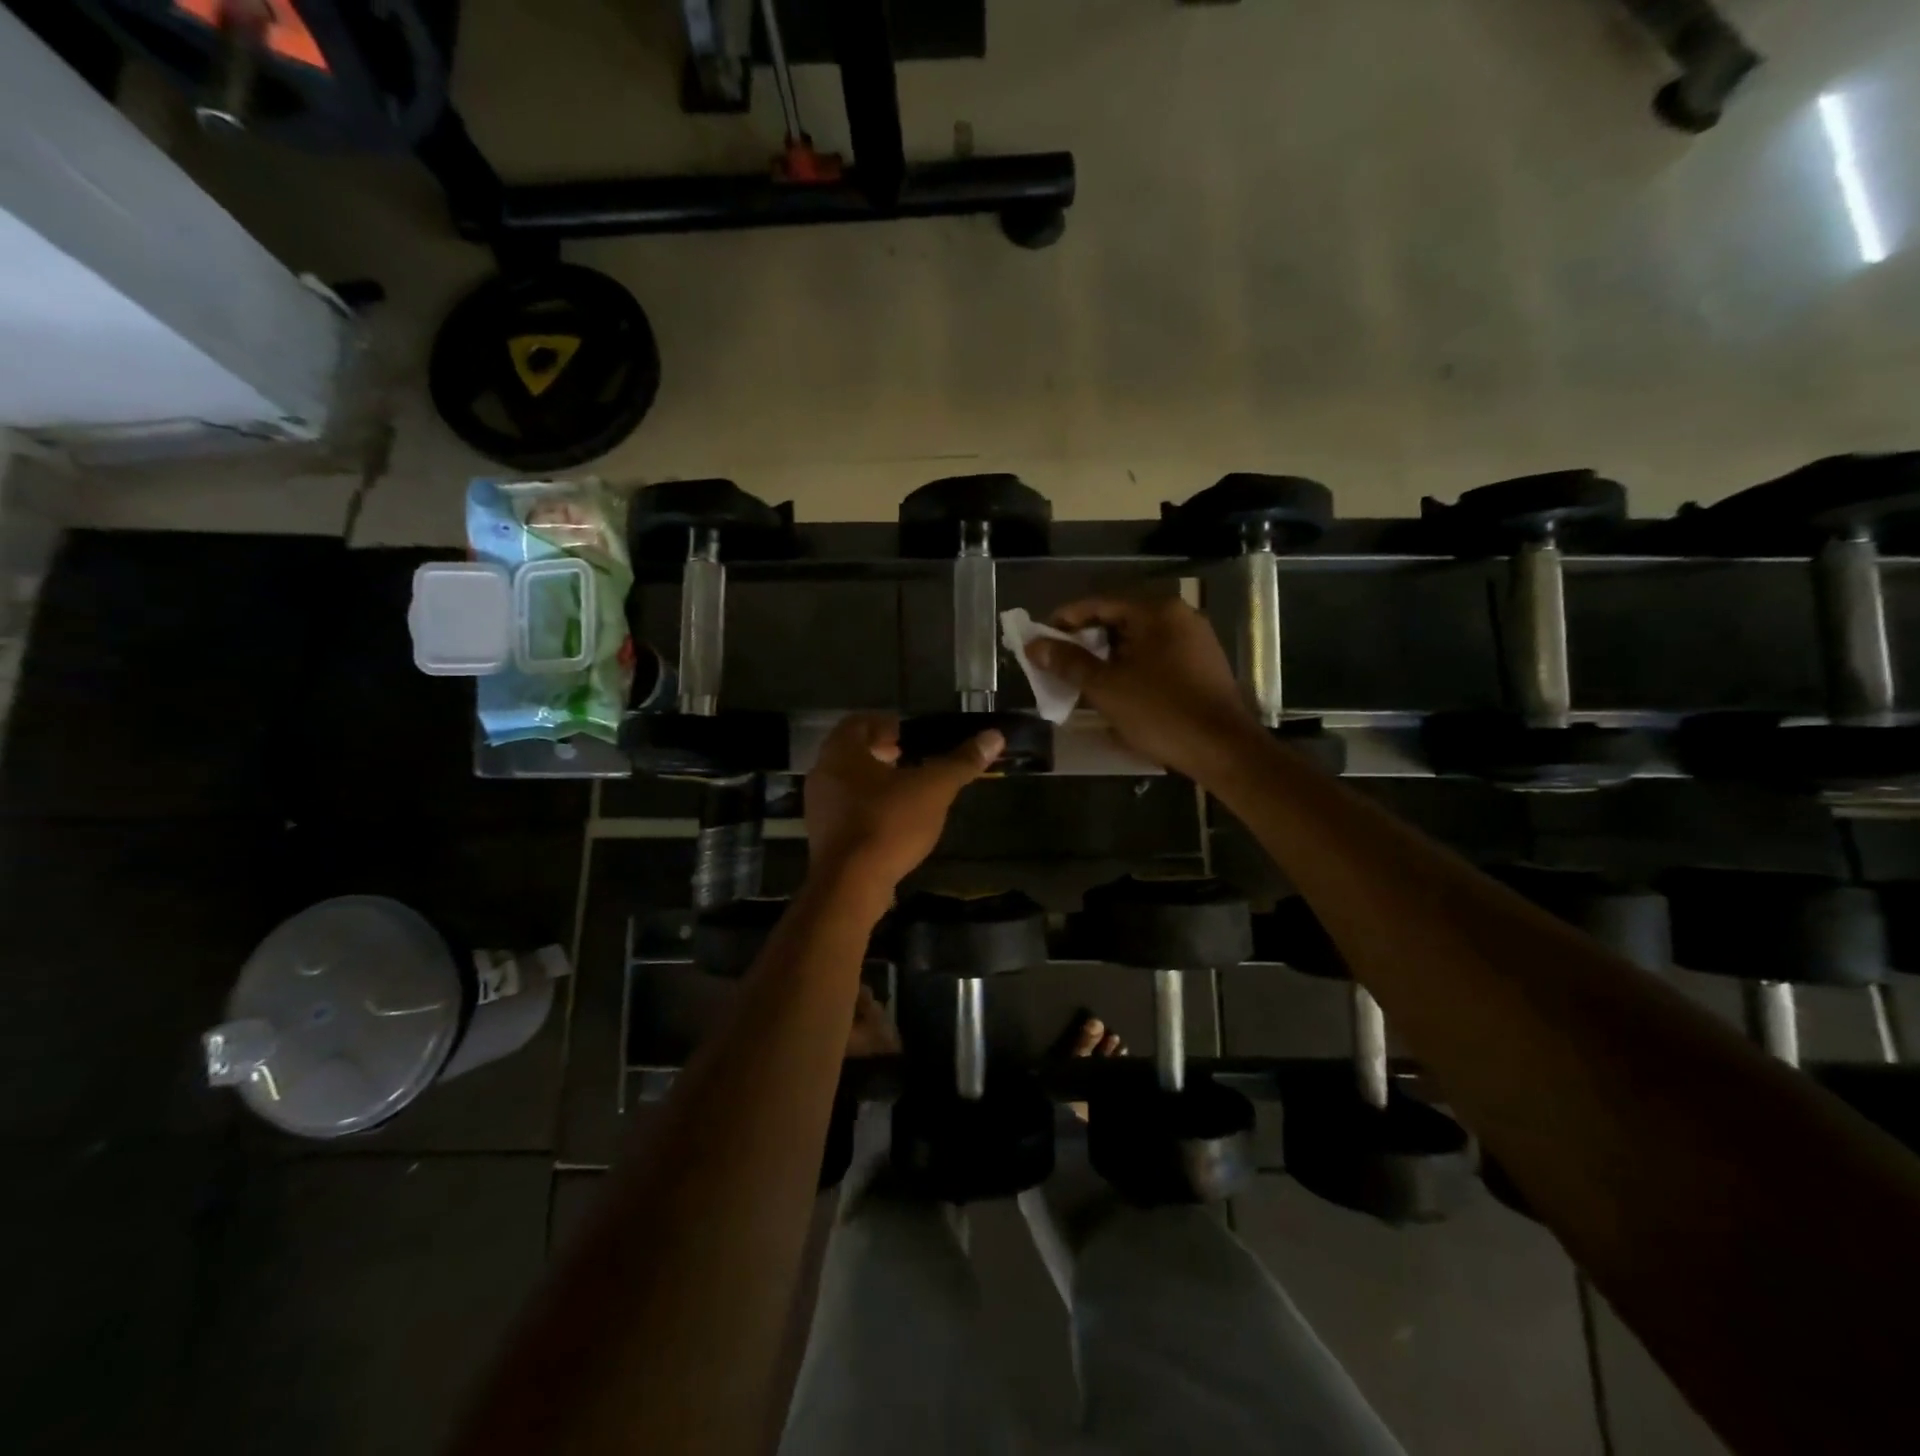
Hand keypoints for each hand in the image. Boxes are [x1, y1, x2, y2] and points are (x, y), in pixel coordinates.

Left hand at [805, 713, 1001, 892]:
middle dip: (879, 751)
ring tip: (904, 789)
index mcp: (842, 752)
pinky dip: (866, 805)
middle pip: (850, 752)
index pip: (858, 722)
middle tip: (907, 756)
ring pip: (846, 781)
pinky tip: (891, 820)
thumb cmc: (888, 824)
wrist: (849, 886)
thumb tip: (994, 736)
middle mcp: (823, 774)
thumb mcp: (933, 790)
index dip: (884, 723)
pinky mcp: (822, 837)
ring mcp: (818, 807)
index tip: (907, 734)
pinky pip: (844, 809)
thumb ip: (961, 762)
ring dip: (873, 780)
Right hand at [1026, 596, 1257, 777]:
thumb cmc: (1160, 712)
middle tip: (1058, 663)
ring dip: (1107, 658)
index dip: (1064, 620)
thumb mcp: (1106, 687)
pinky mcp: (1202, 667)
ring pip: (1138, 642)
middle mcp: (1179, 617)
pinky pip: (1156, 658)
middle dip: (1085, 642)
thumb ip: (1068, 662)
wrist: (1223, 750)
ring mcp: (1195, 642)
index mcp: (1156, 611)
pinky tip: (1115, 691)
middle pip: (1119, 620)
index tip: (1040, 639)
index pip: (1099, 604)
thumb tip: (1034, 645)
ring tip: (1081, 680)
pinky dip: (1131, 669)